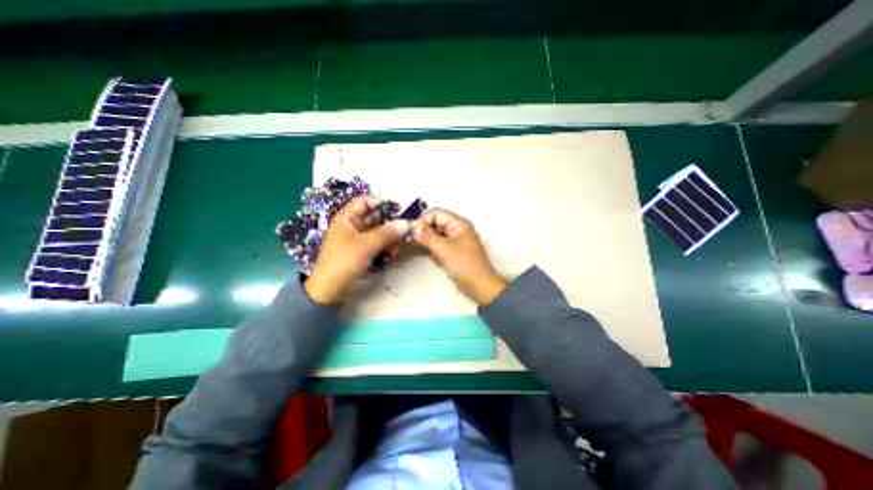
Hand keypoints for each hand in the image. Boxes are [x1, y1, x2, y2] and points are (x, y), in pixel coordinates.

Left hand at [304, 197, 413, 304]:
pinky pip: (376, 244)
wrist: (329, 290)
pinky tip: (390, 256)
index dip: (381, 204)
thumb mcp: (367, 245)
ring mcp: (357, 239)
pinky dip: (384, 248)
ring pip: (378, 232)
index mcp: (347, 218)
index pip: (365, 201)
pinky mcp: (361, 252)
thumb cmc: (344, 262)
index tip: (397, 213)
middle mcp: (353, 226)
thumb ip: (388, 233)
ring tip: (396, 249)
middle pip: (375, 218)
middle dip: (390, 225)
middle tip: (404, 233)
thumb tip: (407, 223)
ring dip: (389, 239)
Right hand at [413, 208, 508, 305]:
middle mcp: (457, 229)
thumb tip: (413, 227)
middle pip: (436, 223)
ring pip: (436, 235)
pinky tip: (435, 258)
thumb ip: (428, 237)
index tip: (412, 232)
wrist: (480, 286)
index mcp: (459, 224)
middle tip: (413, 241)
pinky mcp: (453, 251)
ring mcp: (456, 240)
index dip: (423, 220)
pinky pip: (439, 245)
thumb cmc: (465, 265)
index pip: (436, 213)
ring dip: (429, 241)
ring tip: (428, 251)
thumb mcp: (444, 250)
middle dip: (425, 231)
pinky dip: (434, 249)